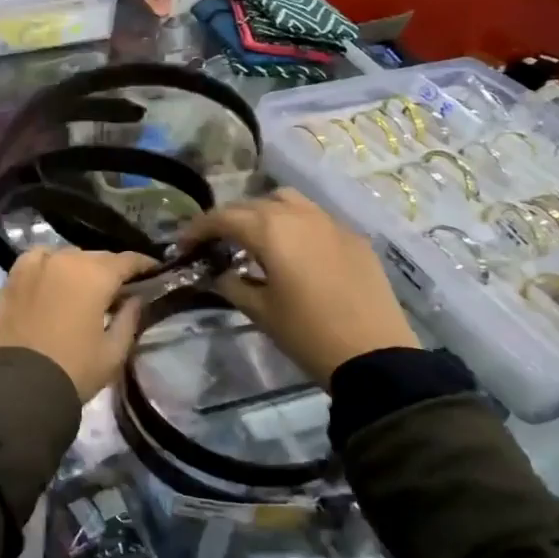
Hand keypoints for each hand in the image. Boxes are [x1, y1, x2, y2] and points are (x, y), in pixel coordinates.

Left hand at [0, 248, 158, 401]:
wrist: (19, 386)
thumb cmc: (74, 370)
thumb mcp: (113, 352)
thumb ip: (129, 319)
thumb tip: (135, 298)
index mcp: (95, 275)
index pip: (126, 260)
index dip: (142, 265)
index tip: (153, 271)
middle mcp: (65, 260)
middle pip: (96, 257)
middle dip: (110, 269)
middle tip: (118, 287)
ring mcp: (35, 266)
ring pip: (66, 255)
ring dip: (79, 266)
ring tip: (83, 285)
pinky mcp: (12, 278)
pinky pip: (36, 260)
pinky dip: (48, 264)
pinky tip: (51, 277)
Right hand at [182, 189, 418, 386]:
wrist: (375, 356)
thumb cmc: (308, 334)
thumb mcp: (260, 311)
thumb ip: (233, 284)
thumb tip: (220, 274)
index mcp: (271, 230)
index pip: (223, 218)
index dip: (198, 229)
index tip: (183, 246)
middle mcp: (299, 215)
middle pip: (252, 204)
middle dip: (228, 220)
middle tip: (214, 243)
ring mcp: (331, 223)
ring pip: (287, 201)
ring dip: (263, 213)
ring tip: (254, 238)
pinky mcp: (354, 238)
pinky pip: (315, 218)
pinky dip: (295, 225)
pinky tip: (294, 251)